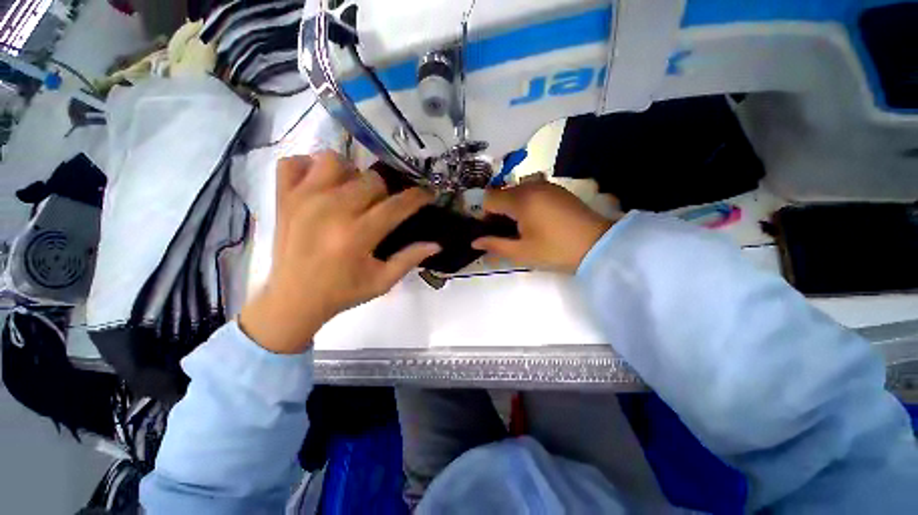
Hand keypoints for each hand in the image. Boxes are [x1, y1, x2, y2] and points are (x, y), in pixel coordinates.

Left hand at [239, 152, 439, 353]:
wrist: (293, 300)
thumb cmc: (343, 292)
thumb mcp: (382, 282)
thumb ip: (410, 259)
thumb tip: (437, 244)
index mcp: (357, 235)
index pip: (397, 205)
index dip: (417, 197)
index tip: (428, 193)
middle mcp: (331, 210)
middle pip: (371, 179)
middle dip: (385, 191)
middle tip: (382, 207)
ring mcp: (303, 199)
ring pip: (334, 161)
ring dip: (350, 174)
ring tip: (351, 193)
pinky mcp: (283, 197)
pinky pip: (294, 161)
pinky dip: (309, 167)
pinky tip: (320, 186)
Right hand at [472, 181, 616, 273]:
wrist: (598, 245)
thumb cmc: (556, 251)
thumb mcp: (522, 252)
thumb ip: (495, 245)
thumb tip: (475, 242)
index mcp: (521, 200)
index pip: (489, 198)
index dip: (485, 215)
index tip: (493, 231)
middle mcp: (531, 186)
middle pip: (502, 193)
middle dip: (499, 211)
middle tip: (508, 232)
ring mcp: (546, 185)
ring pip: (516, 191)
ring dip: (512, 206)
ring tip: (523, 226)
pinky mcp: (557, 188)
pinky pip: (531, 190)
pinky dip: (526, 201)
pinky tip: (537, 219)